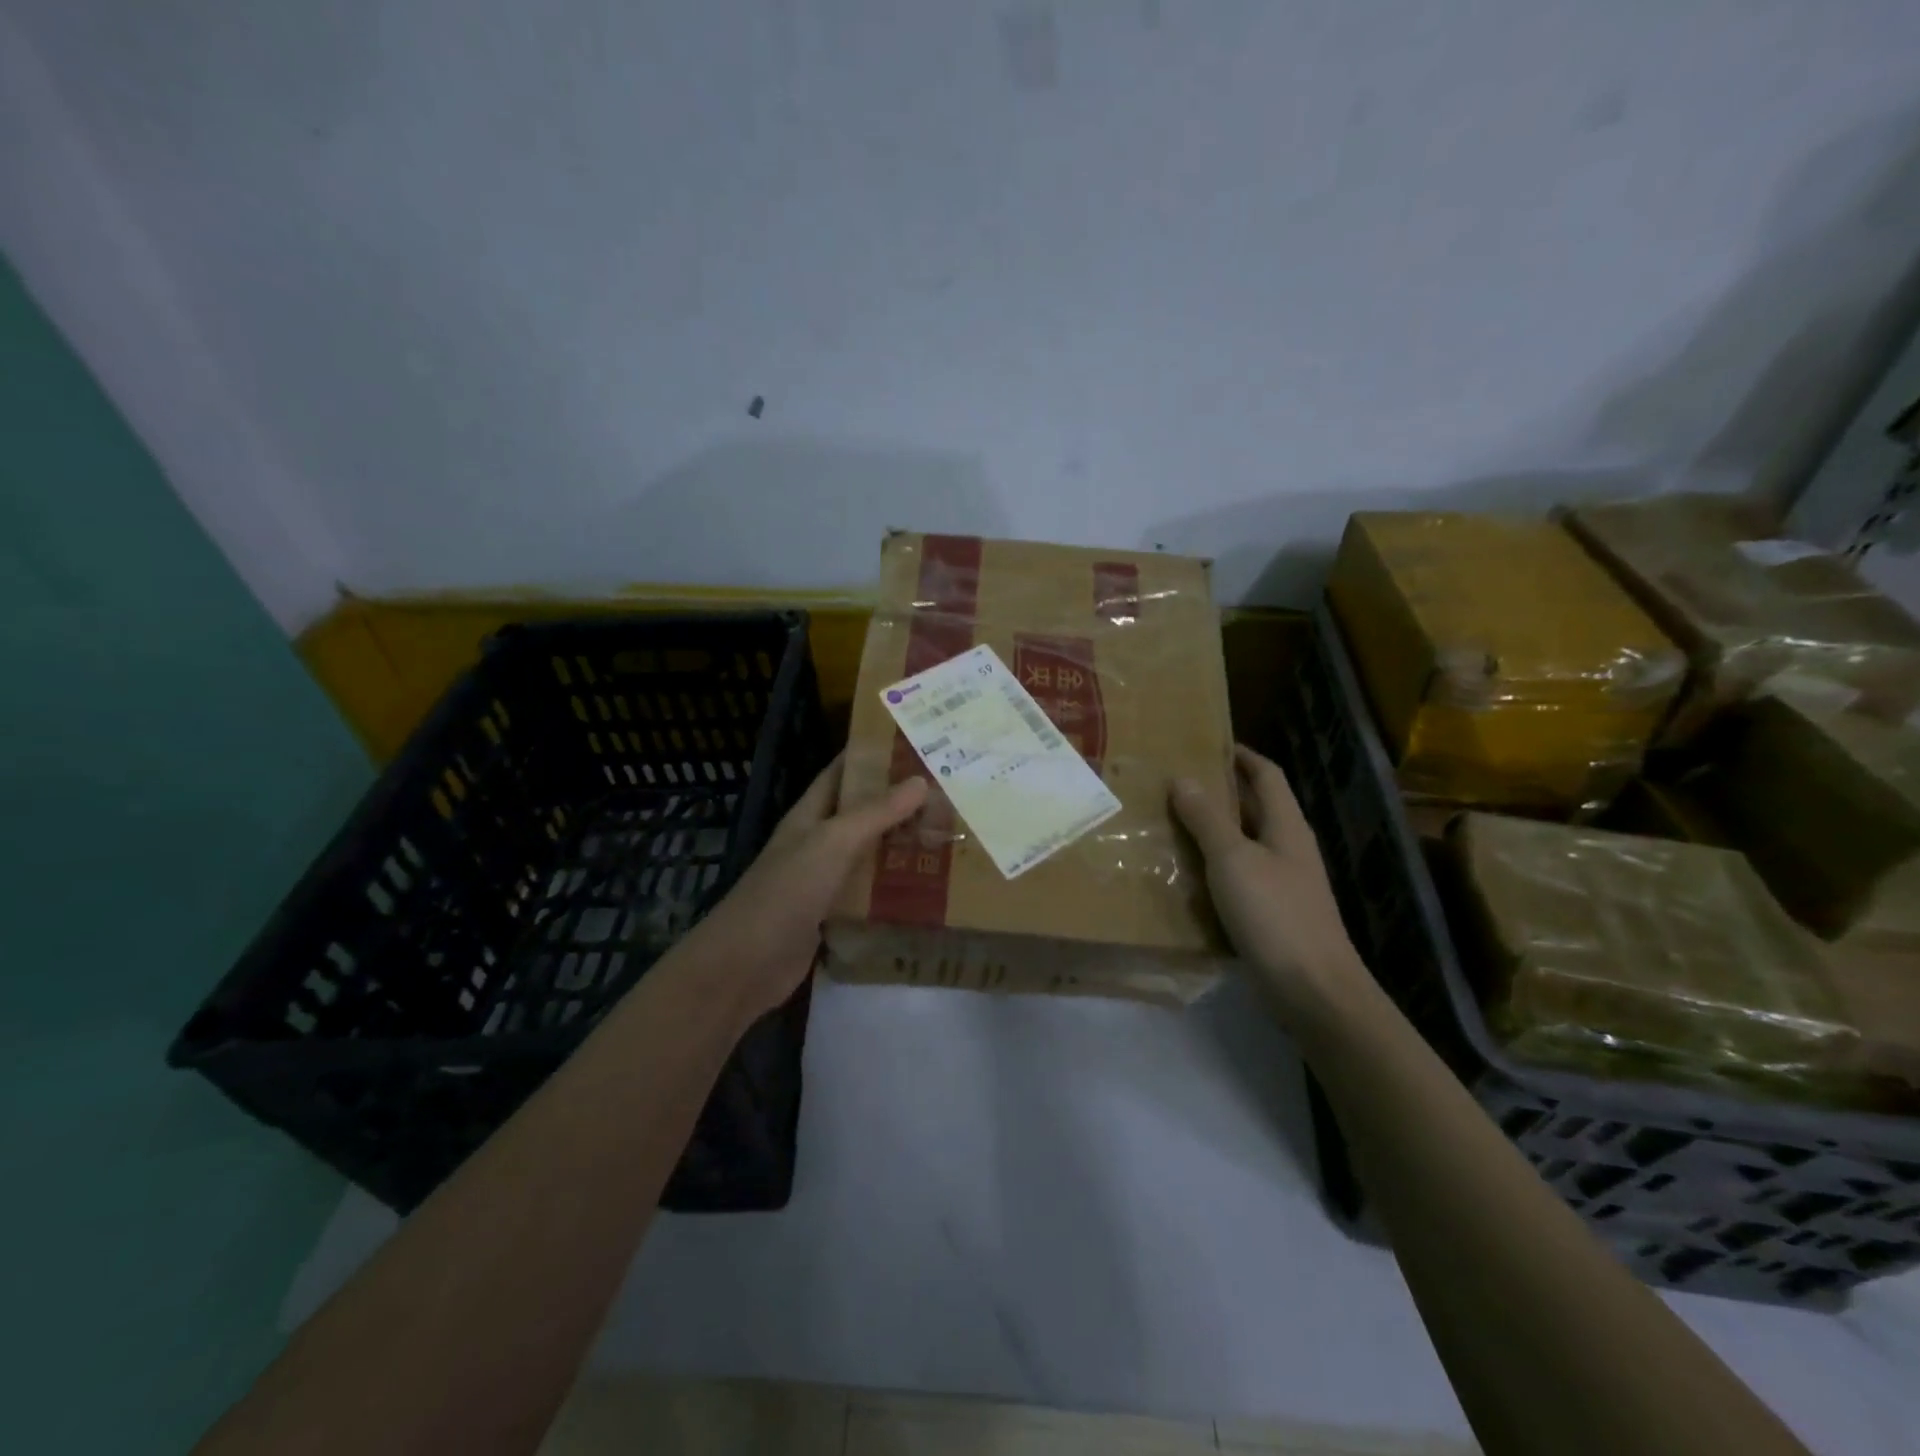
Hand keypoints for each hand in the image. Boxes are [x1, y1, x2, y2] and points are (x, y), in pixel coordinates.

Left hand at [683, 754, 928, 1020]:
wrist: (746, 965)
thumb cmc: (786, 892)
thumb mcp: (833, 843)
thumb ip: (875, 813)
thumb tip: (920, 780)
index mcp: (809, 816)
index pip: (841, 773)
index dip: (871, 757)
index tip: (914, 746)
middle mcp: (816, 844)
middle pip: (861, 815)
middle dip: (898, 804)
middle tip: (948, 794)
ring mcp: (823, 882)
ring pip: (868, 856)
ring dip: (901, 847)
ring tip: (949, 835)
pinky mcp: (832, 917)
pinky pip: (868, 895)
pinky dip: (894, 889)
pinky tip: (929, 888)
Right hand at [1171, 745, 1368, 1020]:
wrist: (1312, 989)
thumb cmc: (1275, 914)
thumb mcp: (1233, 860)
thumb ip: (1207, 819)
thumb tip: (1184, 779)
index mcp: (1287, 826)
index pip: (1266, 775)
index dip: (1241, 755)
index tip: (1208, 743)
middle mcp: (1288, 848)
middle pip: (1255, 807)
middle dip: (1219, 791)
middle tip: (1174, 782)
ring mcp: (1283, 882)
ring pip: (1244, 843)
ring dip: (1212, 830)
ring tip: (1169, 822)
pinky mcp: (1272, 913)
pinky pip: (1239, 876)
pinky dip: (1213, 867)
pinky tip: (1185, 873)